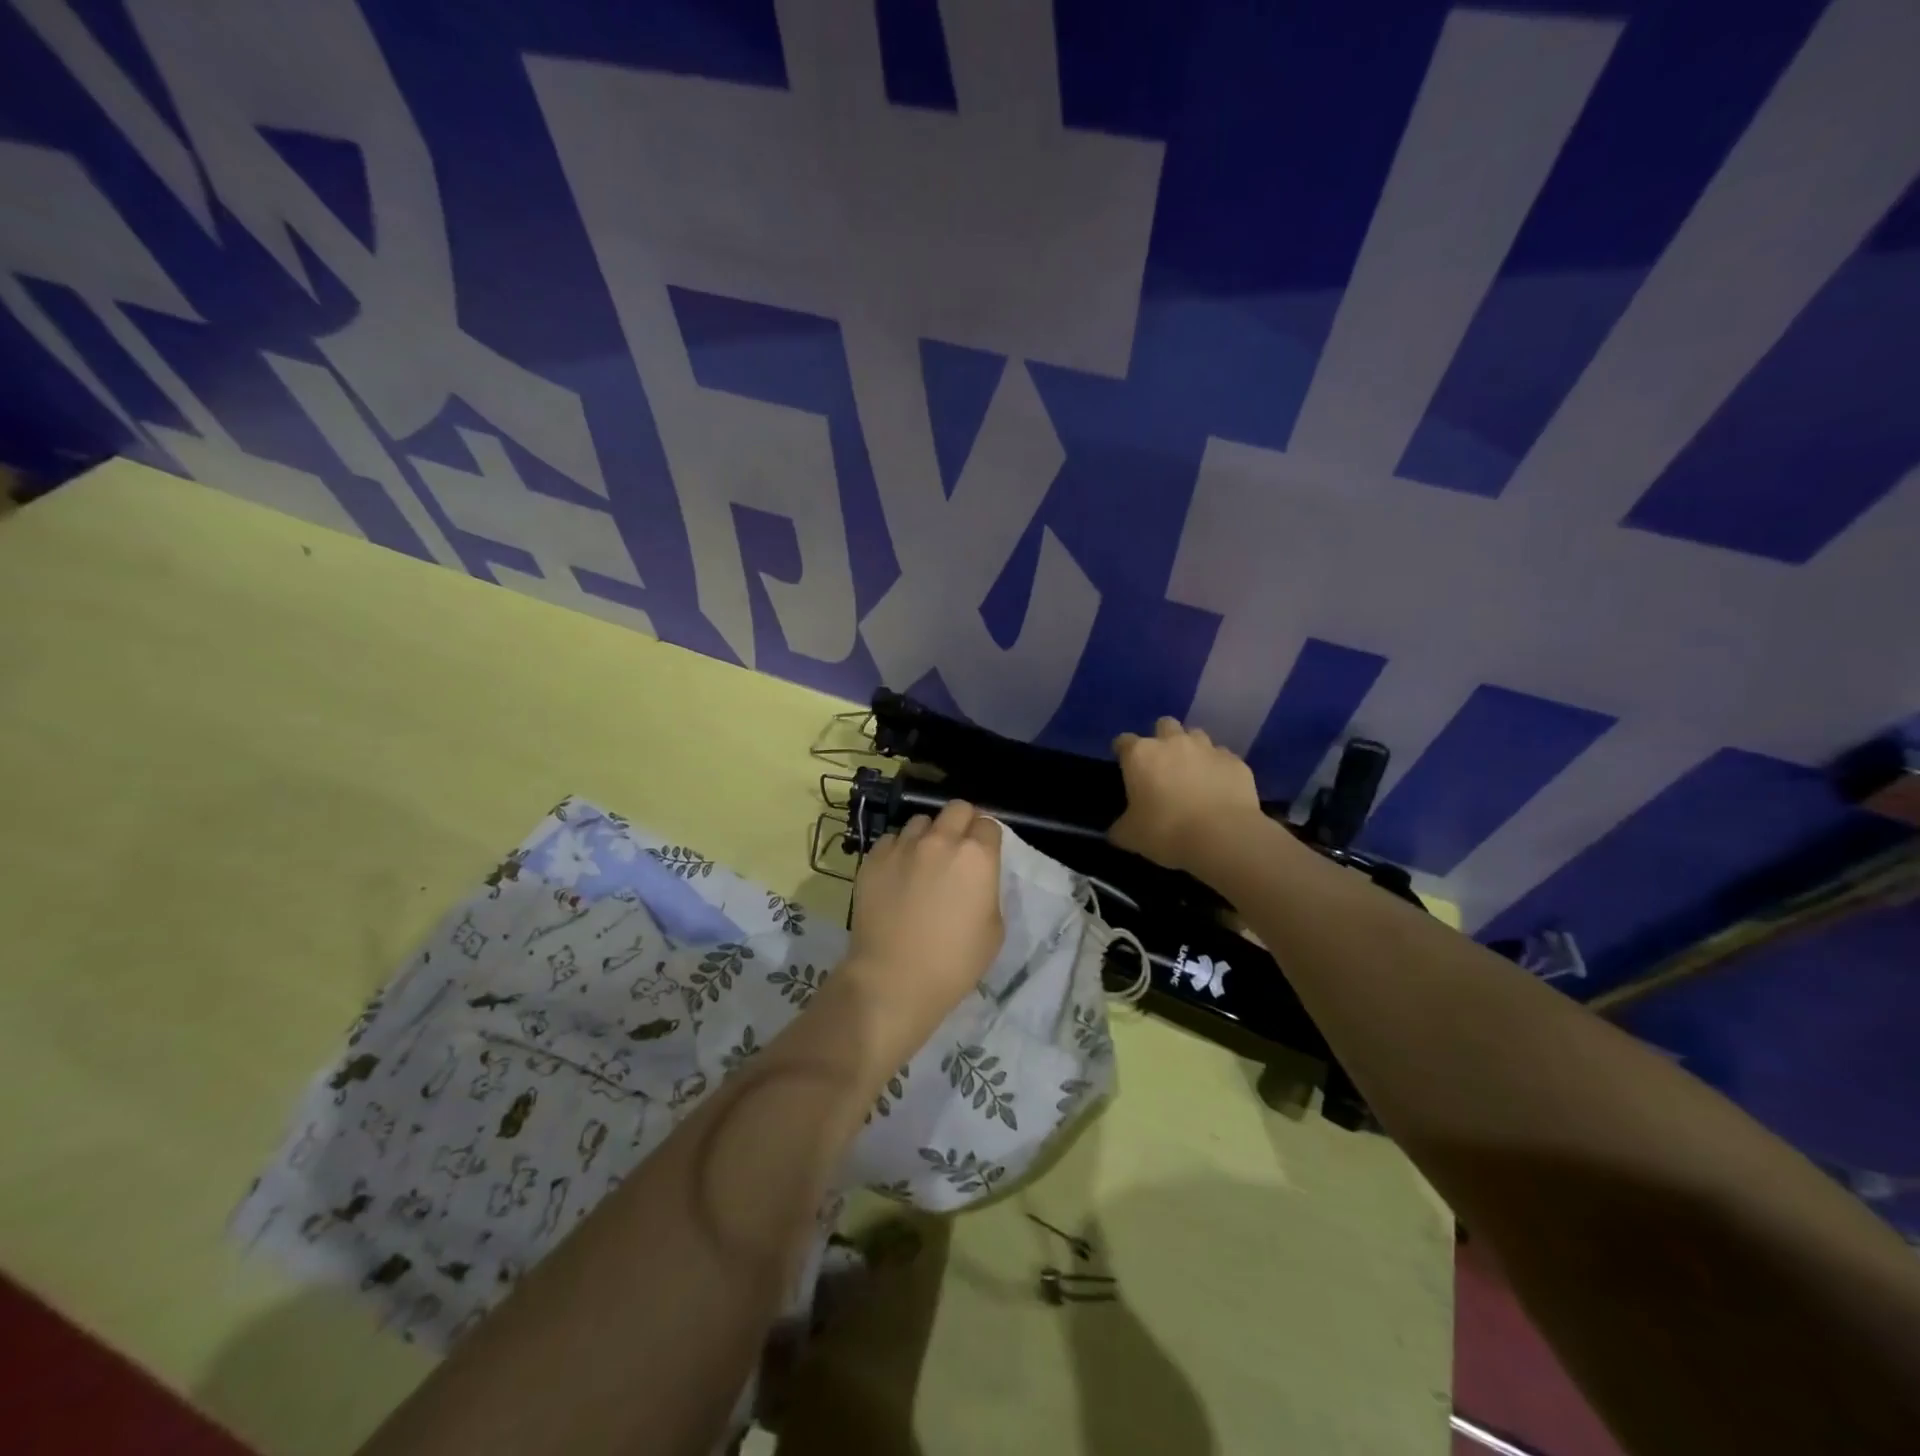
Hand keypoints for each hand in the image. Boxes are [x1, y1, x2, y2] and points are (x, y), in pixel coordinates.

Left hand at [843, 801, 1004, 1046]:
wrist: (893, 980)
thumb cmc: (953, 963)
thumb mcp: (993, 930)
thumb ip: (988, 891)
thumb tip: (975, 879)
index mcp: (977, 856)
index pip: (989, 824)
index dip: (988, 838)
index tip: (985, 853)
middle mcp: (941, 840)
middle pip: (957, 808)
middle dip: (962, 823)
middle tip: (958, 849)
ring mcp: (903, 846)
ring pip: (920, 822)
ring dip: (928, 835)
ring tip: (923, 861)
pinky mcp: (874, 858)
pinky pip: (892, 841)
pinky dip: (899, 851)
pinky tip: (897, 876)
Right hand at [1109, 718, 1262, 871]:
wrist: (1222, 836)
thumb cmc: (1166, 831)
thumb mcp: (1130, 836)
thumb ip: (1121, 826)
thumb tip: (1118, 829)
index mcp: (1141, 755)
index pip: (1124, 741)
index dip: (1123, 751)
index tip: (1125, 765)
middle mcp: (1173, 743)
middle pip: (1164, 725)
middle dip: (1162, 739)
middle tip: (1163, 764)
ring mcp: (1207, 749)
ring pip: (1196, 735)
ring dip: (1192, 749)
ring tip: (1193, 773)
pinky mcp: (1235, 762)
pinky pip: (1223, 757)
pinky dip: (1218, 768)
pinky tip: (1219, 788)